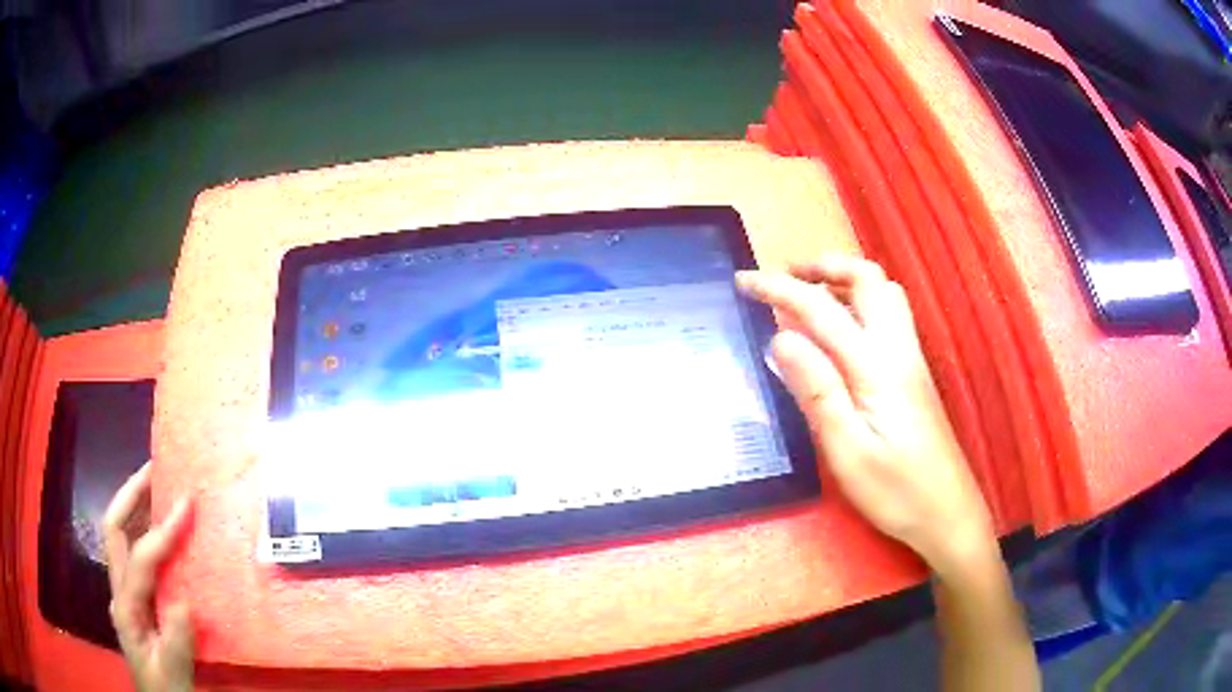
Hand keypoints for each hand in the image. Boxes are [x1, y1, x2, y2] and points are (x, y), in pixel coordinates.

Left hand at [103, 462, 195, 691]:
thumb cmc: (166, 690)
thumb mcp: (174, 674)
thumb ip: (176, 642)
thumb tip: (185, 600)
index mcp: (127, 608)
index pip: (141, 558)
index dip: (163, 530)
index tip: (187, 504)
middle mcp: (119, 591)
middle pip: (114, 529)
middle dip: (131, 494)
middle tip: (155, 468)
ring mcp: (125, 593)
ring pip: (121, 537)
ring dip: (135, 506)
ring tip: (157, 485)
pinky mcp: (135, 599)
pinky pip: (134, 554)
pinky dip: (144, 531)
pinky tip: (161, 529)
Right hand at [736, 257, 994, 573]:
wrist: (949, 514)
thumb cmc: (896, 491)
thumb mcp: (847, 451)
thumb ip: (817, 391)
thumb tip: (781, 338)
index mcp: (877, 367)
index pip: (822, 310)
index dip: (780, 289)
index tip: (743, 281)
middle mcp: (898, 350)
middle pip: (868, 279)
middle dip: (823, 266)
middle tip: (785, 277)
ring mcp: (911, 359)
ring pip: (884, 293)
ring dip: (845, 280)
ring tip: (810, 295)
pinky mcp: (914, 374)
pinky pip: (888, 316)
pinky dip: (859, 302)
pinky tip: (841, 331)